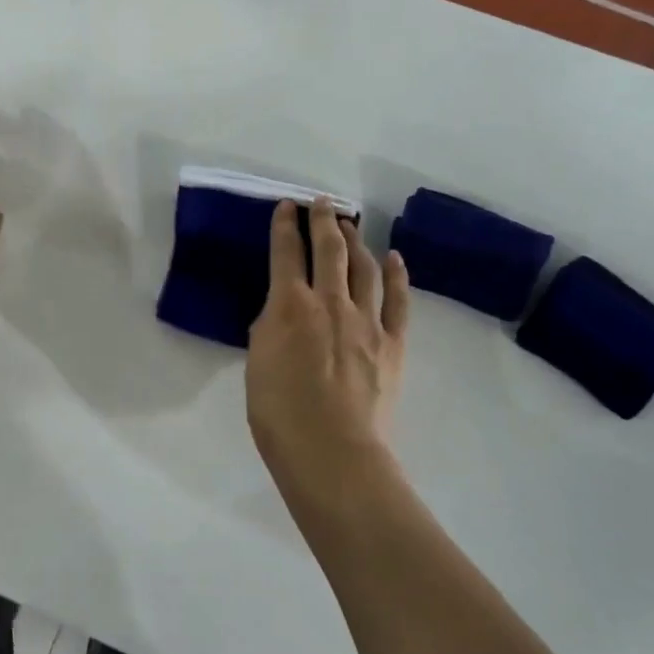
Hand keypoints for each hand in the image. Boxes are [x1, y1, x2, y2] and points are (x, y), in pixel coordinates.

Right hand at [247, 198, 409, 510]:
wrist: (332, 451)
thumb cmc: (279, 413)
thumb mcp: (257, 364)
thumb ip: (269, 328)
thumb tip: (281, 311)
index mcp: (289, 307)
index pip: (286, 254)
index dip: (285, 226)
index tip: (286, 206)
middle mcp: (329, 302)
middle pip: (329, 250)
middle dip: (324, 220)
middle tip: (322, 202)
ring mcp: (365, 321)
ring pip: (363, 267)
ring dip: (356, 241)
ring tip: (352, 224)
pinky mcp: (391, 343)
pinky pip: (397, 301)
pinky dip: (396, 275)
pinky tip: (393, 258)